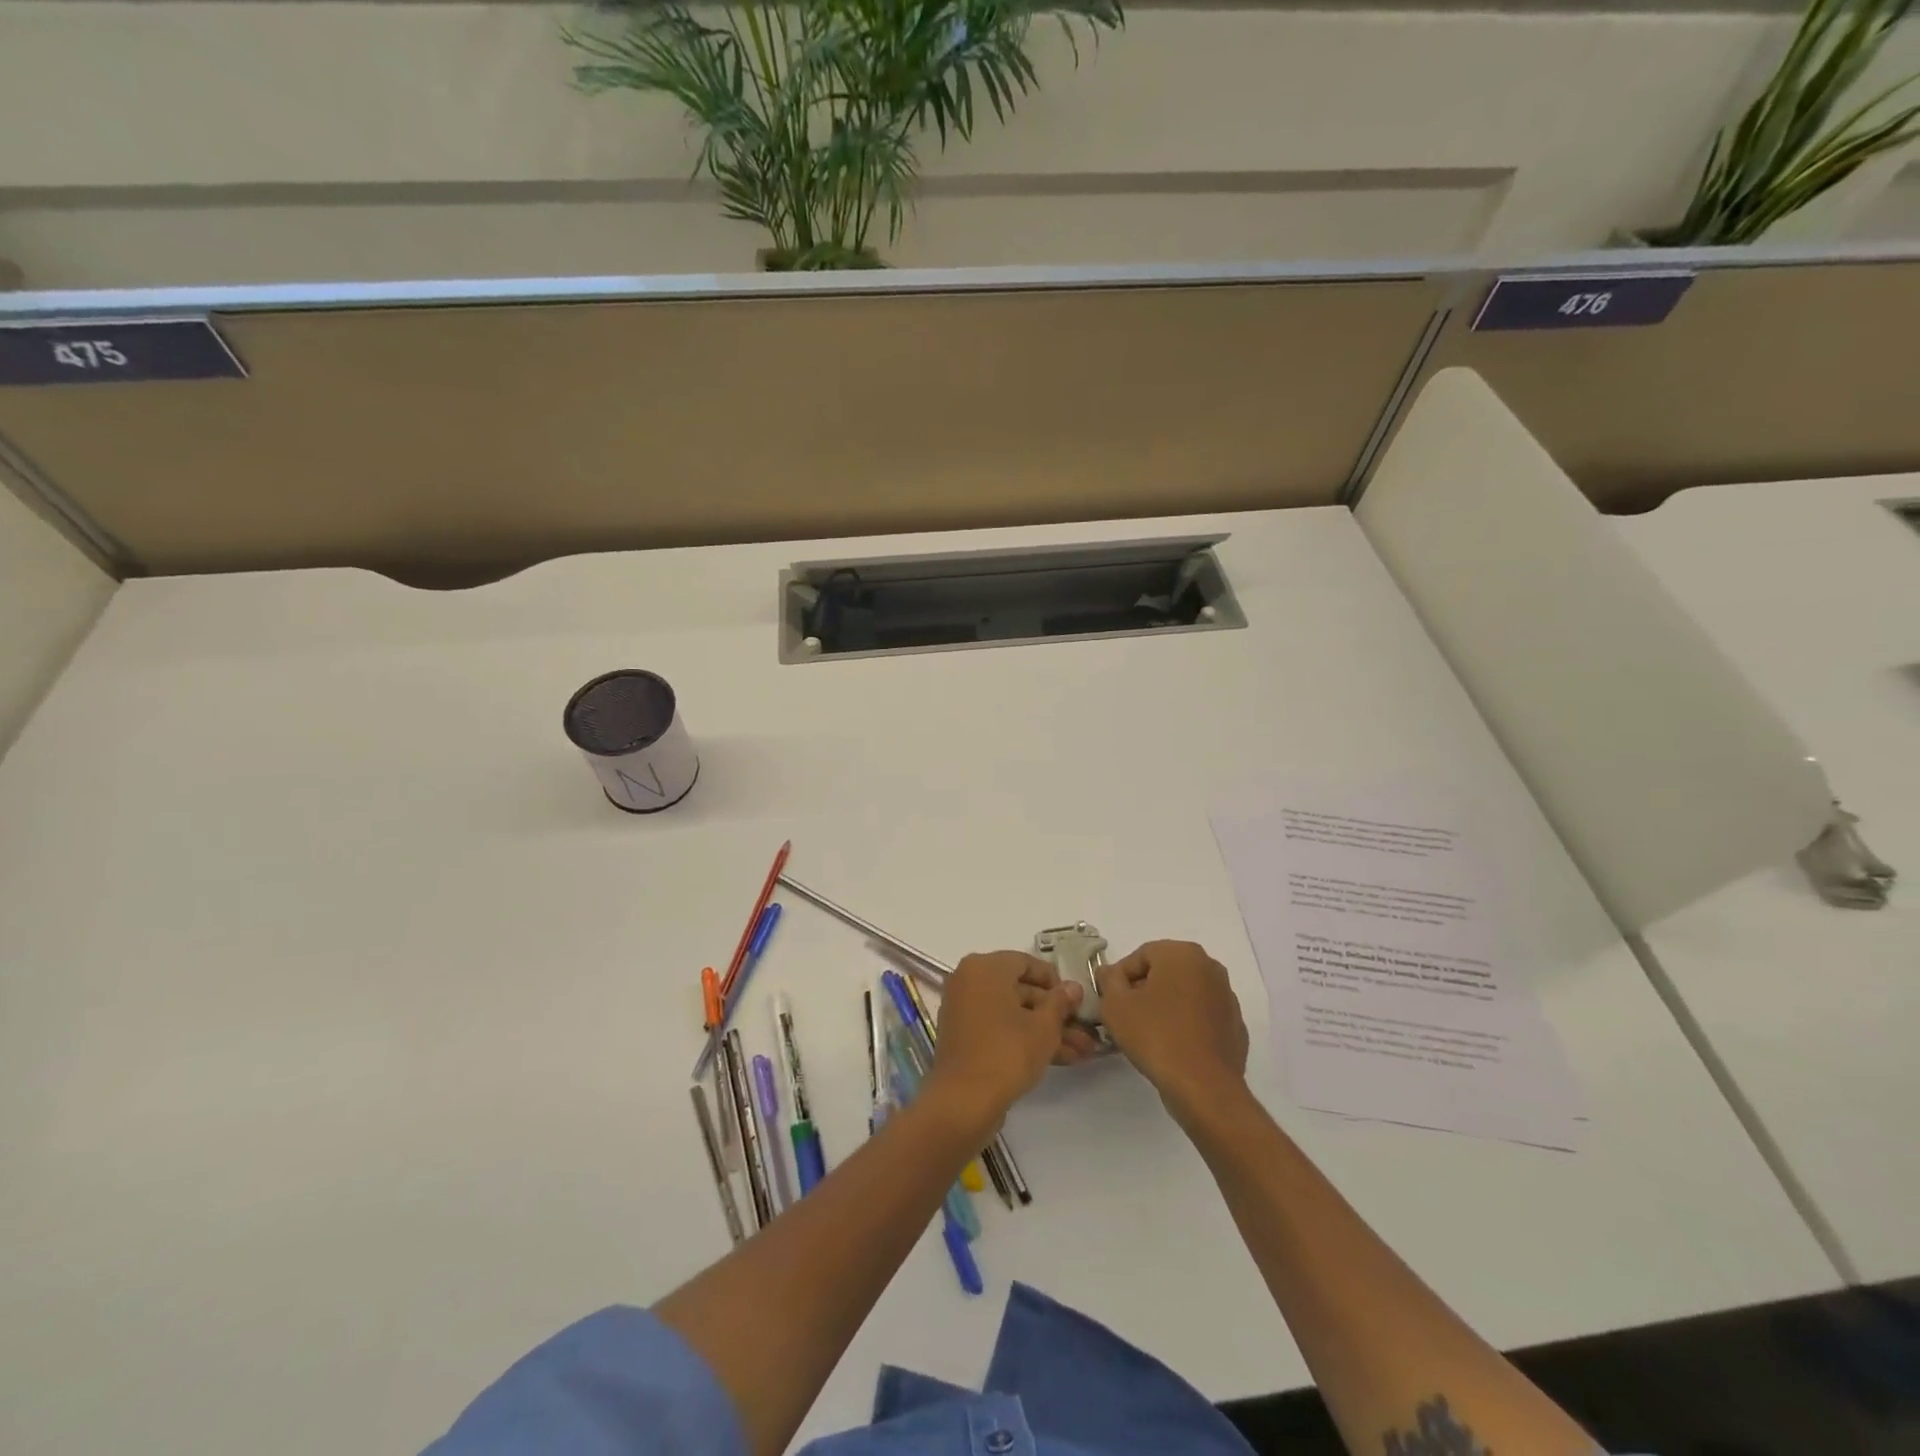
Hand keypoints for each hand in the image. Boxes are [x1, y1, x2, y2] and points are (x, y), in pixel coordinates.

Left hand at [924, 952, 1082, 1134]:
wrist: (963, 1102)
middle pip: (1020, 990)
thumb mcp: (1043, 1027)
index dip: (1054, 981)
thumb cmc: (1007, 1053)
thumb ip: (1060, 1003)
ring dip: (1046, 1030)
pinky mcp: (965, 1037)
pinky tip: (1061, 1059)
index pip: (1025, 962)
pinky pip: (1000, 1028)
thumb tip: (1073, 987)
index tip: (1075, 1001)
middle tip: (1085, 1031)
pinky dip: (1025, 1039)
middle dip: (1055, 1013)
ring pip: (1013, 1013)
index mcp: (985, 968)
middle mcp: (970, 981)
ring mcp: (964, 1010)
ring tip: (1082, 1052)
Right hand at [1097, 940, 1248, 1119]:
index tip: (1110, 1001)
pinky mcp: (1235, 1026)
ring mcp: (1227, 998)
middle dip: (1143, 990)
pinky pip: (1201, 1017)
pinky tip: (1173, 1048)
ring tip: (1148, 1034)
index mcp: (1183, 954)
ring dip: (1165, 1007)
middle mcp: (1210, 967)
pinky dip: (1186, 1025)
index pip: (1141, 956)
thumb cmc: (1156, 1036)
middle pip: (1165, 972)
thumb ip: (1109, 980)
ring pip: (1185, 994)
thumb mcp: (1115, 1005)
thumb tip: (1110, 971)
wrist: (1204, 1087)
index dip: (1120, 977)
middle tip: (1126, 1016)